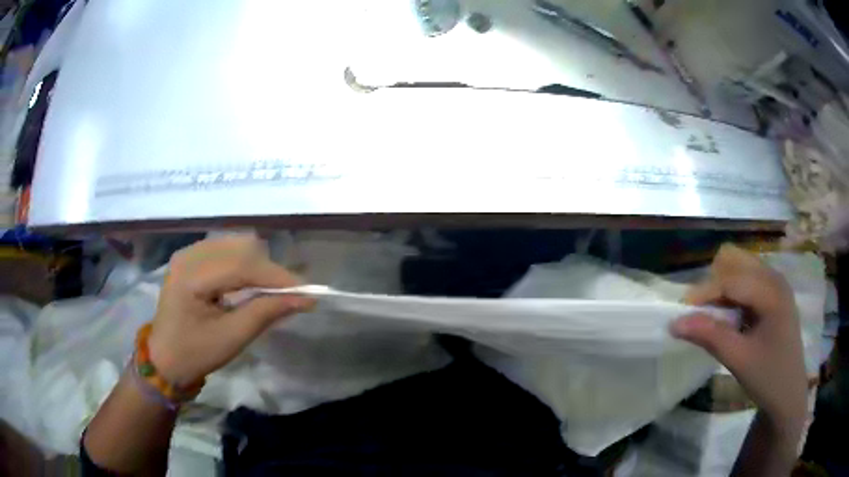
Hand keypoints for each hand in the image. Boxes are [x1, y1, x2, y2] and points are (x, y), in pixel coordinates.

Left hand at [147, 236, 313, 385]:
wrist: (165, 358)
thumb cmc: (195, 353)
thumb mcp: (232, 338)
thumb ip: (266, 313)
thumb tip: (303, 298)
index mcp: (191, 276)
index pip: (241, 265)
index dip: (276, 276)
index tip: (306, 291)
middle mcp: (189, 255)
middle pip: (240, 248)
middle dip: (269, 270)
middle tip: (288, 295)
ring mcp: (189, 253)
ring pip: (236, 245)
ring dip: (258, 266)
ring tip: (270, 291)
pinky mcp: (191, 257)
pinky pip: (226, 250)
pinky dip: (245, 265)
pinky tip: (249, 284)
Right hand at [671, 244, 807, 439]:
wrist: (788, 394)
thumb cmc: (768, 378)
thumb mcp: (739, 360)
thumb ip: (710, 337)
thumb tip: (674, 323)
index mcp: (772, 291)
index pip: (732, 279)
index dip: (704, 292)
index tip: (680, 312)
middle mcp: (775, 278)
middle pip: (736, 261)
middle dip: (714, 284)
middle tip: (701, 315)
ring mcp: (776, 284)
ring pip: (740, 268)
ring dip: (723, 288)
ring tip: (715, 318)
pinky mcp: (773, 294)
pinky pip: (747, 280)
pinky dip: (732, 294)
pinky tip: (731, 319)